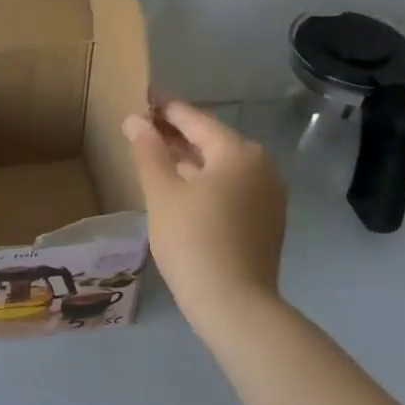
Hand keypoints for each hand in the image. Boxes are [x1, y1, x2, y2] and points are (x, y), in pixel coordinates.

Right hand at [123, 102, 287, 331]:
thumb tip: (136, 120)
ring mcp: (268, 194)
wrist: (234, 305)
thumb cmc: (193, 241)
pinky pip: (231, 188)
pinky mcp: (266, 220)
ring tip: (155, 158)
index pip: (194, 119)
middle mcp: (260, 166)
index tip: (142, 98)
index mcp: (237, 152)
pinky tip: (181, 190)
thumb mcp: (162, 193)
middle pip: (211, 140)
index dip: (164, 108)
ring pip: (221, 166)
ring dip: (189, 160)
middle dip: (176, 135)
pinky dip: (205, 182)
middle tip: (142, 130)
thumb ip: (148, 151)